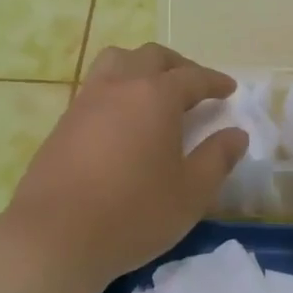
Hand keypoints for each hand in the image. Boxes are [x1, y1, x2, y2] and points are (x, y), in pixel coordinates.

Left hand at [0, 44, 248, 290]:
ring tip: (154, 91)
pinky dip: (117, 88)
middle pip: (151, 57)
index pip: (192, 77)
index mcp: (155, 96)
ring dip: (141, 66)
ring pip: (116, 62)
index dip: (214, 81)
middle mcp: (120, 86)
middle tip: (194, 85)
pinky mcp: (64, 122)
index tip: (229, 89)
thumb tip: (237, 134)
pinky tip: (122, 119)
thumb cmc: (133, 212)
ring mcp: (86, 101)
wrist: (55, 236)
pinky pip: (96, 86)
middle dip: (178, 65)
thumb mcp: (190, 193)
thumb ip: (217, 158)